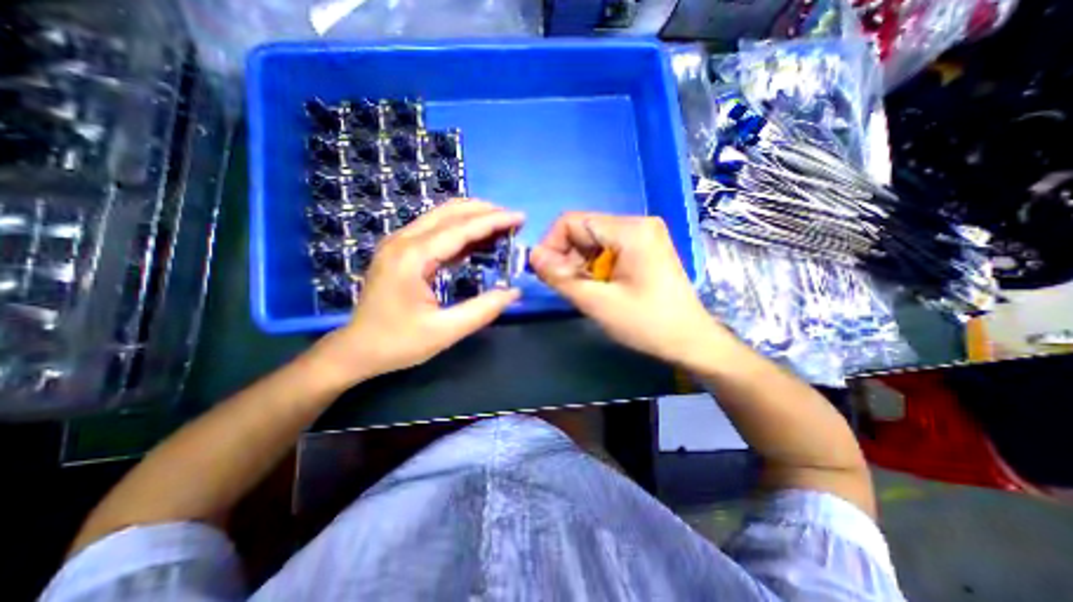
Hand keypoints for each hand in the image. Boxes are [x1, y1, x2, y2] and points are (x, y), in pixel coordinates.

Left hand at [312, 199, 521, 383]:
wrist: (356, 350)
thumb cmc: (398, 343)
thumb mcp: (445, 332)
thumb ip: (482, 310)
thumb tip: (514, 292)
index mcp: (413, 257)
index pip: (461, 228)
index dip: (494, 221)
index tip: (520, 218)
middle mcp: (403, 241)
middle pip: (450, 212)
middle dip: (485, 211)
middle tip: (514, 220)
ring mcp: (399, 243)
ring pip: (442, 216)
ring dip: (473, 217)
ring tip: (501, 226)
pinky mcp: (401, 251)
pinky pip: (435, 230)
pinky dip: (460, 230)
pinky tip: (478, 240)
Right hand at [530, 214, 728, 366]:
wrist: (691, 341)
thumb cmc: (648, 324)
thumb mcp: (598, 303)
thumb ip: (561, 277)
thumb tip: (532, 256)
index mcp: (630, 230)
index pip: (572, 221)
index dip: (551, 244)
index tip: (545, 273)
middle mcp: (637, 223)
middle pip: (583, 229)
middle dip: (566, 256)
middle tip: (564, 285)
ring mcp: (643, 235)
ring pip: (593, 240)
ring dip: (579, 263)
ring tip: (582, 289)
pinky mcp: (644, 247)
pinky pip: (607, 248)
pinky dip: (594, 266)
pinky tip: (597, 286)